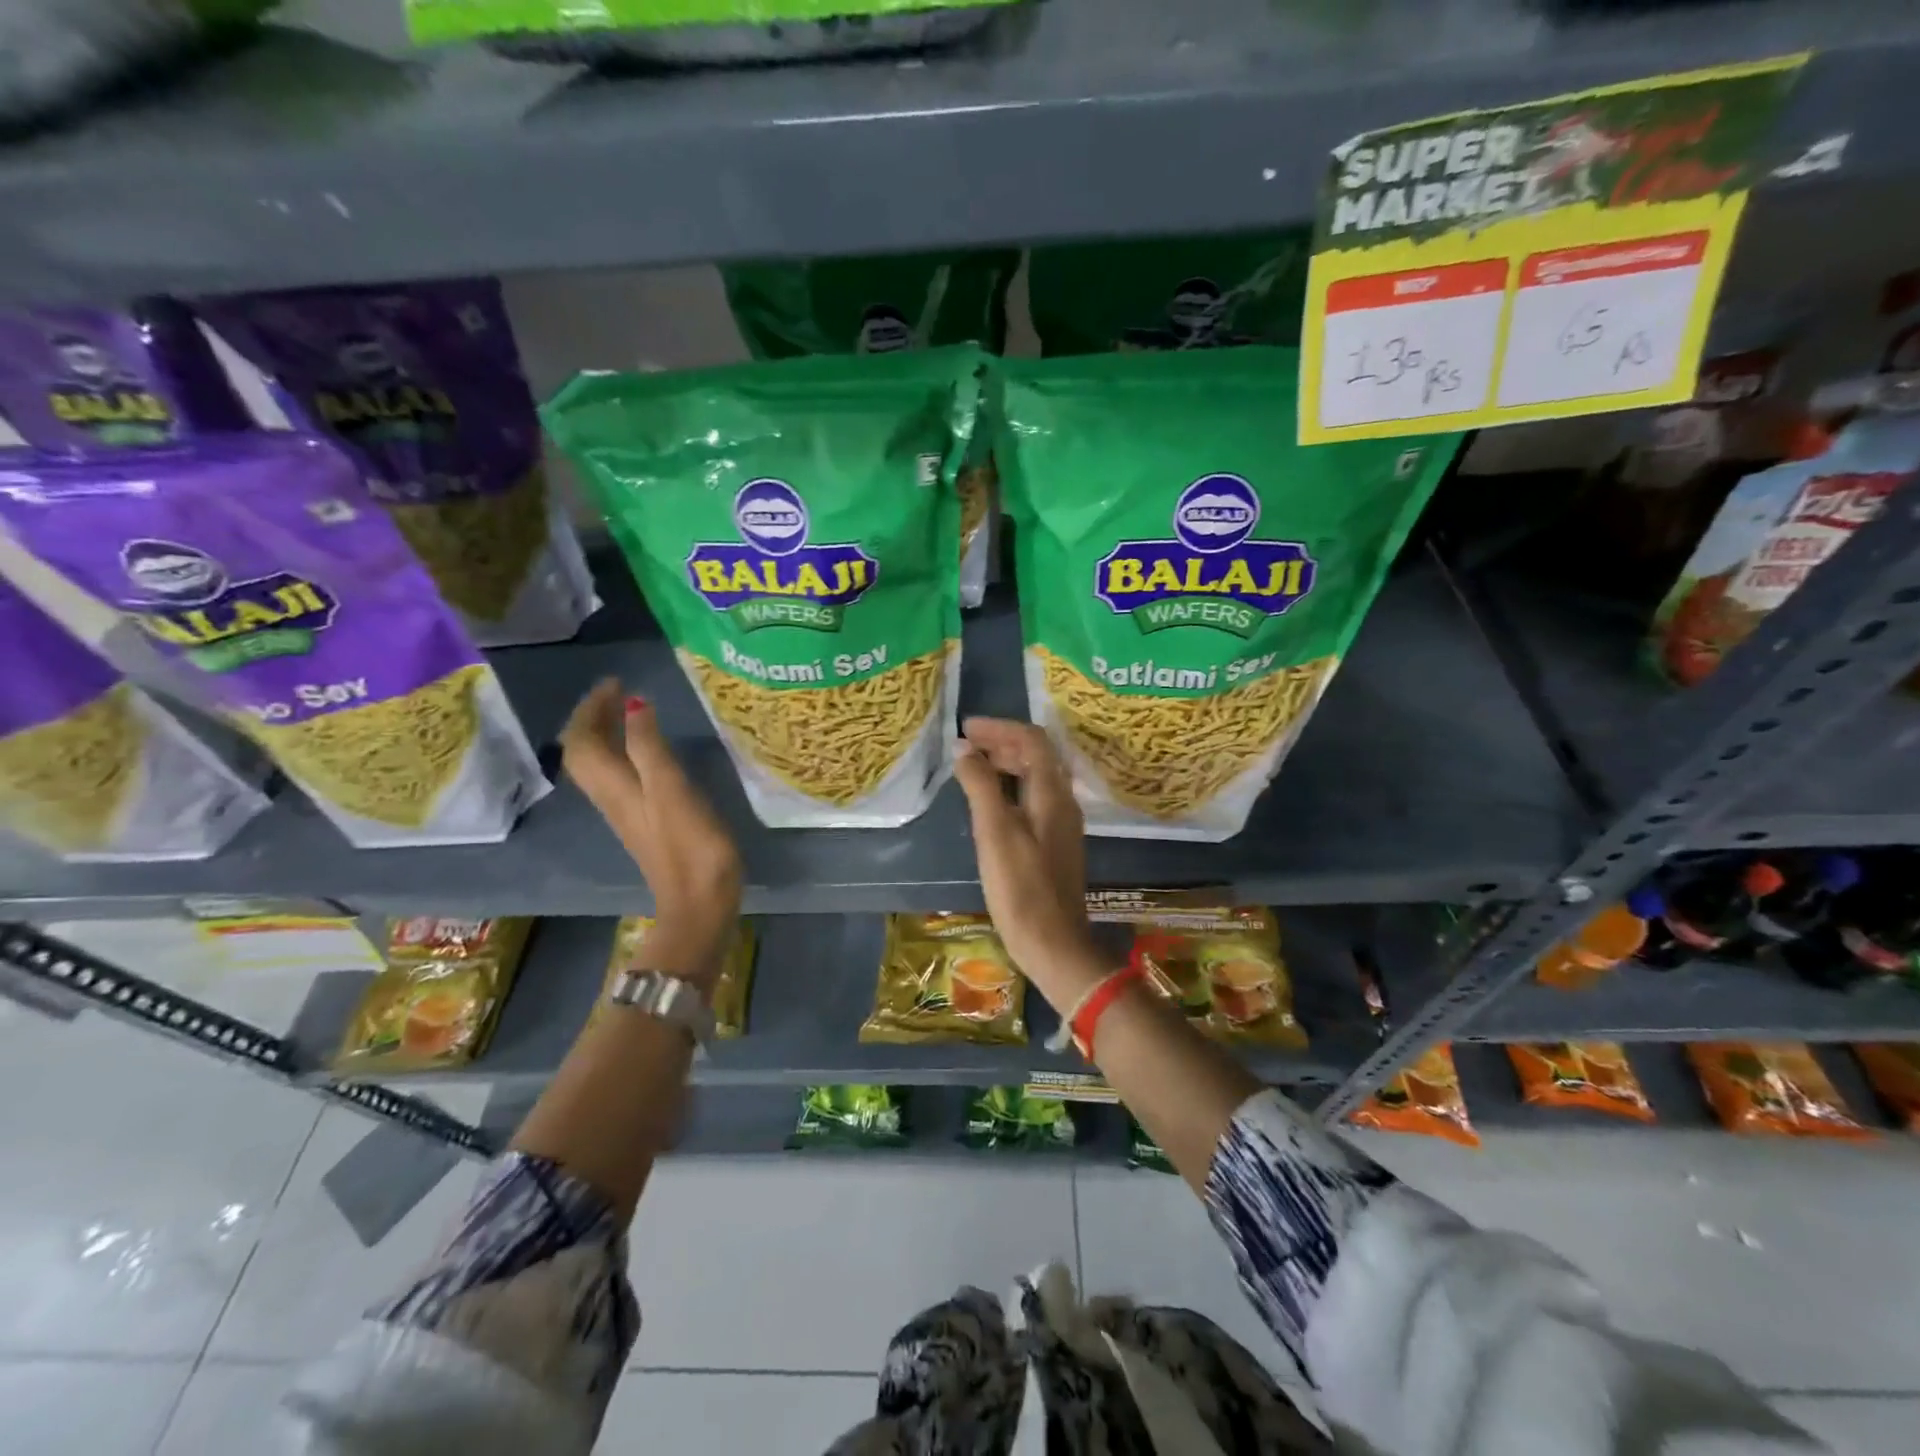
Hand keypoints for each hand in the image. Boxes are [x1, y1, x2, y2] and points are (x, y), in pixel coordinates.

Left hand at [560, 680, 742, 986]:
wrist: (699, 904)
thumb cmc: (690, 845)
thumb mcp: (672, 790)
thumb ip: (650, 747)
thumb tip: (634, 704)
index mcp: (614, 787)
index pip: (582, 741)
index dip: (591, 709)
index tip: (615, 682)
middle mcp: (613, 798)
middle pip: (586, 754)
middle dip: (595, 718)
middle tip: (620, 693)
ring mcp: (628, 814)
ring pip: (601, 766)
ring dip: (608, 735)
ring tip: (631, 713)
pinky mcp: (646, 824)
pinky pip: (621, 778)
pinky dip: (625, 754)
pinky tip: (649, 751)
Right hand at [952, 718, 1102, 995]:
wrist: (1054, 943)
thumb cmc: (1021, 888)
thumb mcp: (995, 832)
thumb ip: (981, 786)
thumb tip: (965, 751)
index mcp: (1052, 793)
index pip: (1032, 740)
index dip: (999, 728)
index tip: (966, 728)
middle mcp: (1063, 801)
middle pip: (1036, 756)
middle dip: (1001, 742)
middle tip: (965, 744)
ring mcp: (1061, 824)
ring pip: (1035, 777)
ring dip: (1005, 764)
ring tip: (971, 767)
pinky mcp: (1054, 843)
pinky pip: (1033, 798)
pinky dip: (1010, 787)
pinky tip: (989, 802)